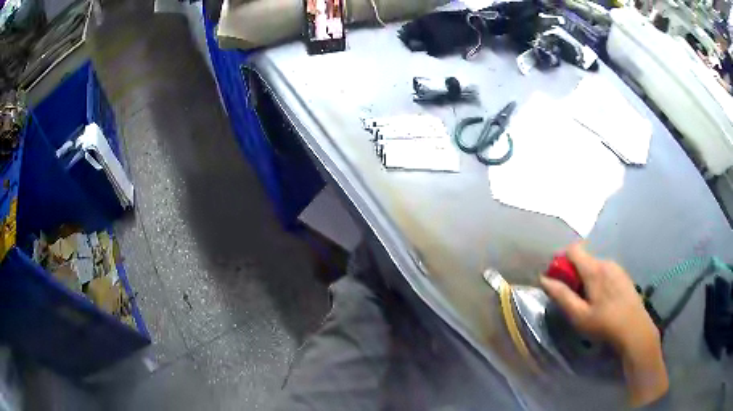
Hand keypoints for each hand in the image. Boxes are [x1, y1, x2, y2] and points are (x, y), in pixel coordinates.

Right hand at [540, 243, 668, 407]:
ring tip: (588, 302)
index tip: (558, 279)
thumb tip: (543, 279)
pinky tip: (602, 301)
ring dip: (586, 278)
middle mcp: (606, 262)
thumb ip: (561, 295)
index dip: (561, 260)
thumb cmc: (604, 324)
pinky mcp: (624, 275)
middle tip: (573, 298)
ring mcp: (617, 268)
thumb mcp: (578, 315)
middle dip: (574, 274)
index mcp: (594, 269)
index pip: (573, 249)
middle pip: (584, 259)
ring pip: (595, 265)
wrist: (634, 329)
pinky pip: (605, 271)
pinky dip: (598, 280)